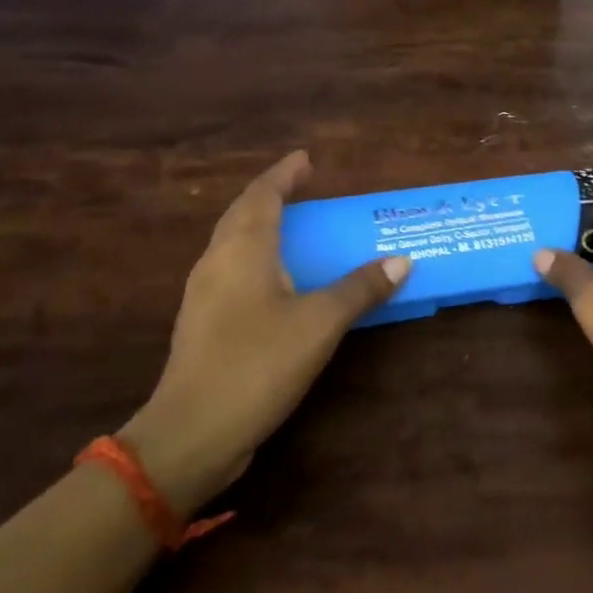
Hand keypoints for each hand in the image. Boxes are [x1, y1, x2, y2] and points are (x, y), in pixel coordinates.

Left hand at [120, 150, 409, 511]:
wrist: (192, 433)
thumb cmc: (257, 363)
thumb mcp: (320, 323)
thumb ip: (360, 289)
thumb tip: (401, 261)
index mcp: (243, 249)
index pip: (262, 195)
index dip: (284, 174)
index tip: (306, 159)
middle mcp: (217, 262)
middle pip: (242, 214)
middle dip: (271, 195)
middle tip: (303, 187)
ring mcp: (203, 295)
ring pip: (233, 243)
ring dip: (261, 226)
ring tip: (293, 226)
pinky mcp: (202, 324)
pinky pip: (232, 271)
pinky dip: (257, 258)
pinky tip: (276, 280)